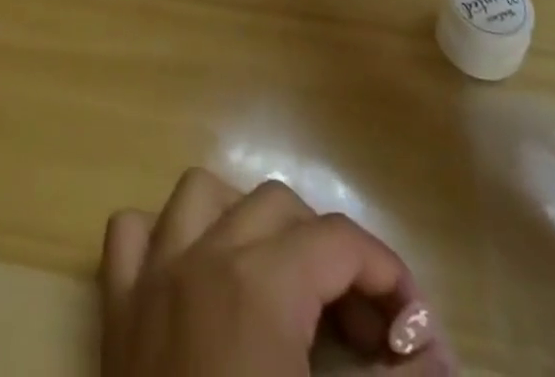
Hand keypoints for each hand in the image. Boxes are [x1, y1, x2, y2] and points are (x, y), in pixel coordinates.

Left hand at [100, 167, 449, 376]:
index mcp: (260, 284)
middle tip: (359, 328)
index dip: (387, 274)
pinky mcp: (116, 308)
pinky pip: (133, 232)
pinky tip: (193, 278)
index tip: (416, 332)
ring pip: (202, 195)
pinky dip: (166, 237)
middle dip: (327, 253)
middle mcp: (202, 256)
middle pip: (278, 206)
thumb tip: (438, 361)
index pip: (338, 240)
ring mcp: (151, 275)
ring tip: (281, 284)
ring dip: (246, 223)